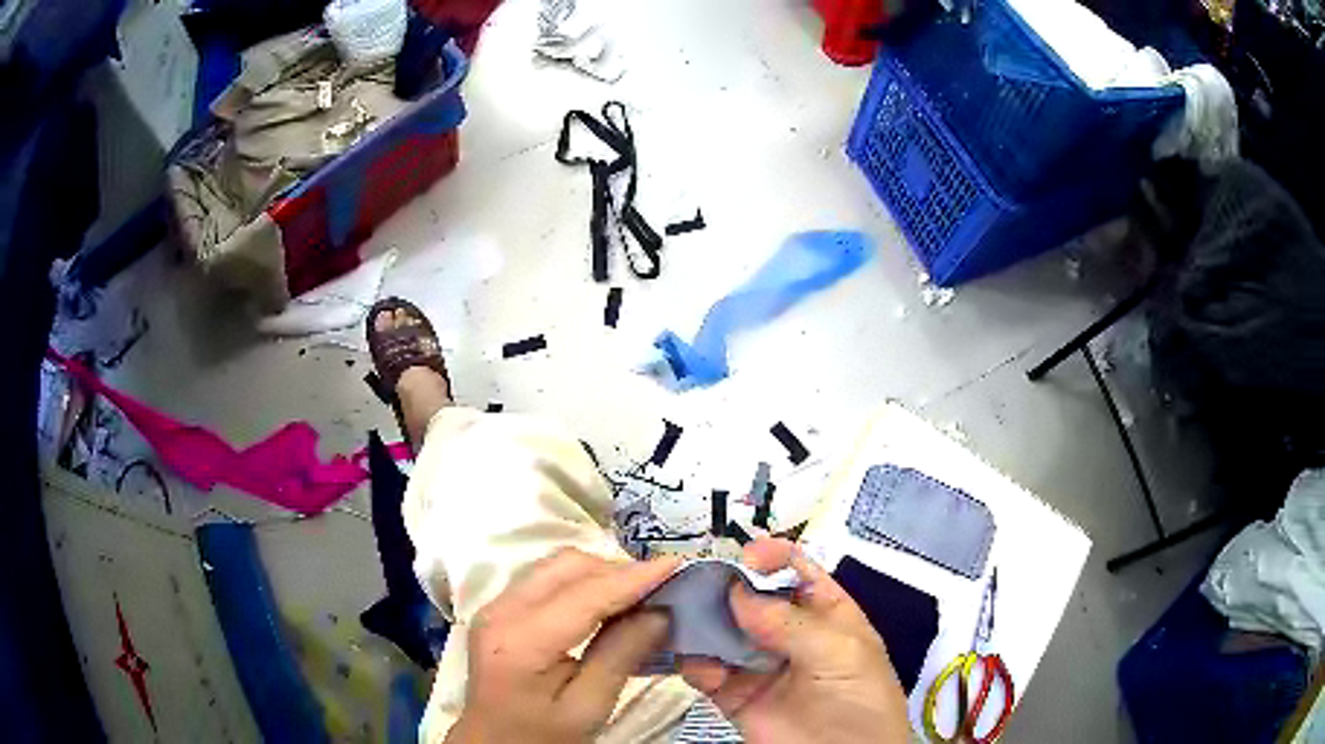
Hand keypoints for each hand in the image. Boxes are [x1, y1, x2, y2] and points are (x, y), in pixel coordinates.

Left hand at [446, 548, 680, 743]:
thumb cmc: (542, 736)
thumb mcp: (589, 708)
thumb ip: (621, 657)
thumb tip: (660, 613)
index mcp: (521, 641)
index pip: (584, 594)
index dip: (633, 577)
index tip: (677, 565)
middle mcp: (501, 610)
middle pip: (566, 566)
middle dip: (618, 570)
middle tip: (662, 589)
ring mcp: (496, 605)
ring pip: (556, 566)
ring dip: (601, 573)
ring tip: (640, 595)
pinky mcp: (500, 608)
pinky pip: (546, 578)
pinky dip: (582, 582)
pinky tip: (607, 602)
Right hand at [680, 539, 909, 743]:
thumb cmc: (858, 698)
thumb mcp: (840, 652)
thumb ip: (791, 623)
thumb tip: (737, 592)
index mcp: (826, 613)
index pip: (797, 572)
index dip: (772, 557)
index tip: (744, 555)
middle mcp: (789, 633)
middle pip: (753, 598)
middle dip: (725, 585)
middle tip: (695, 578)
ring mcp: (760, 665)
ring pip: (724, 631)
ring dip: (702, 619)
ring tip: (680, 610)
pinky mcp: (734, 695)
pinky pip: (706, 672)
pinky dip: (695, 662)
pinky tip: (696, 662)